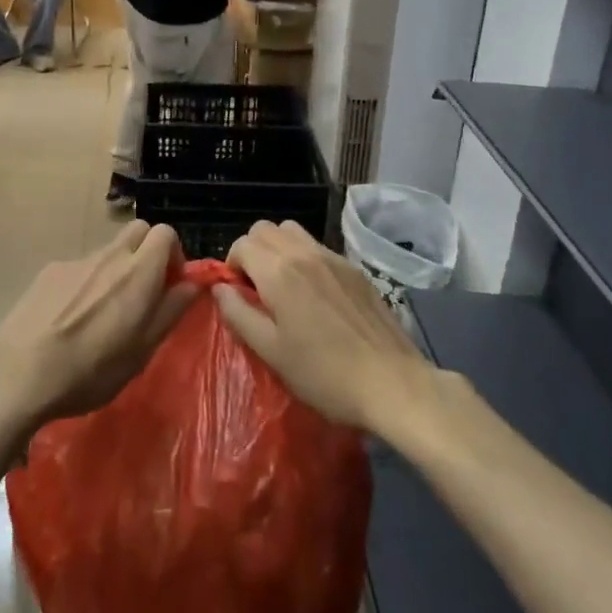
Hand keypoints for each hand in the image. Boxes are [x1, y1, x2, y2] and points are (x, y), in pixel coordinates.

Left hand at [0, 222, 195, 425]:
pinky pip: (79, 267)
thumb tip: (192, 284)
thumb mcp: (142, 351)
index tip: (169, 285)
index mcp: (138, 272)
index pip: (165, 232)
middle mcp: (109, 256)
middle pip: (137, 231)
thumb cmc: (91, 370)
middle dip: (147, 252)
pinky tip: (69, 318)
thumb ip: (170, 311)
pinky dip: (85, 283)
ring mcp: (76, 261)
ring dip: (115, 270)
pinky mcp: (49, 271)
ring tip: (101, 314)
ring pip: (108, 251)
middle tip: (142, 291)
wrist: (19, 373)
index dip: (173, 254)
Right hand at [216, 220, 428, 434]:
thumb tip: (219, 289)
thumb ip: (239, 314)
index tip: (238, 295)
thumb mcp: (271, 352)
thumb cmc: (324, 374)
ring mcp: (334, 258)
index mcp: (280, 271)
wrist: (392, 383)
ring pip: (293, 232)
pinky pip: (319, 247)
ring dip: (279, 249)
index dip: (232, 266)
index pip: (242, 244)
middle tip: (257, 289)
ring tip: (283, 286)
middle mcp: (305, 254)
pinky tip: (315, 295)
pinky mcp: (356, 270)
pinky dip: (305, 258)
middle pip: (266, 229)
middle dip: (253, 251)